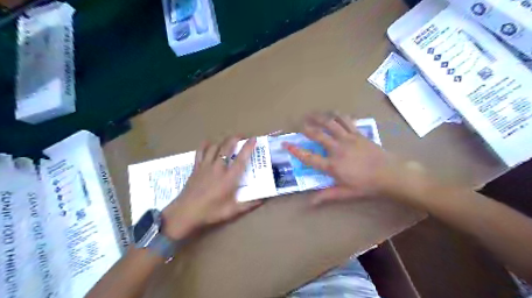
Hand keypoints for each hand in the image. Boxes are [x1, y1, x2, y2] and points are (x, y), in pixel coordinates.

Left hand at [162, 136, 260, 238]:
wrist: (185, 213)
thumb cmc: (210, 212)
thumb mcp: (232, 211)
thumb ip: (249, 205)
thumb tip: (263, 200)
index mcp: (229, 178)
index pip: (241, 159)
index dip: (248, 147)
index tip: (253, 138)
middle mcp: (218, 168)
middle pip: (227, 147)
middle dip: (235, 138)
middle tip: (242, 136)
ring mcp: (205, 166)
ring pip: (214, 147)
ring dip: (222, 141)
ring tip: (228, 140)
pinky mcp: (196, 168)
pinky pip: (200, 152)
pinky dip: (205, 145)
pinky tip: (208, 142)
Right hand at [282, 113, 426, 205]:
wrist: (390, 174)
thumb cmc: (366, 185)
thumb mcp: (345, 193)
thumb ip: (326, 196)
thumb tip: (309, 203)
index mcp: (332, 165)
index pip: (309, 157)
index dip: (296, 150)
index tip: (286, 144)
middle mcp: (337, 149)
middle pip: (318, 135)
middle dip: (307, 128)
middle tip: (300, 124)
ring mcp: (348, 139)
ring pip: (331, 124)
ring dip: (320, 118)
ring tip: (312, 114)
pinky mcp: (358, 134)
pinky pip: (346, 121)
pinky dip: (338, 116)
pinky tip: (333, 113)